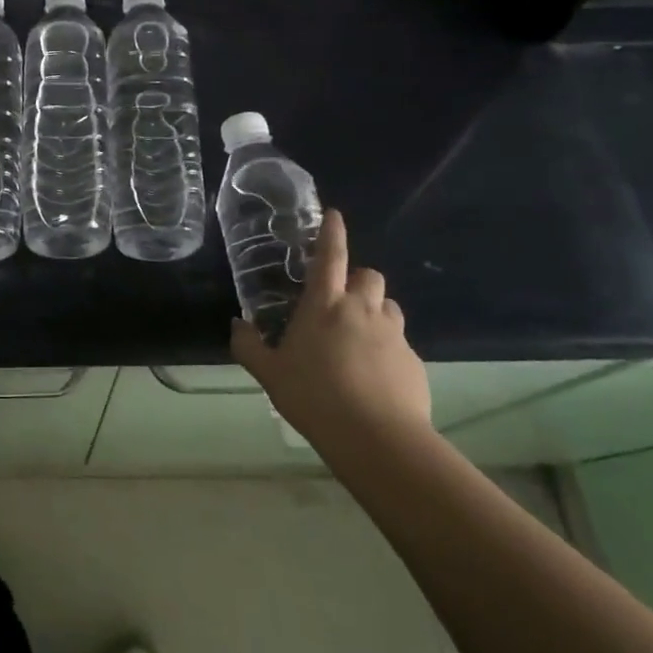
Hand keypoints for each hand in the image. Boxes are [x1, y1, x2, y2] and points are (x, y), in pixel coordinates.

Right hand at [230, 209, 431, 459]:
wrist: (375, 437)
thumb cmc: (313, 396)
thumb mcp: (269, 373)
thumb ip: (249, 345)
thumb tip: (238, 324)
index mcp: (324, 305)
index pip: (329, 257)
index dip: (332, 233)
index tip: (334, 214)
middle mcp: (361, 310)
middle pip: (368, 275)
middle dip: (357, 279)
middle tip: (340, 300)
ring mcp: (392, 335)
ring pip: (388, 306)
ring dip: (374, 311)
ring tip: (357, 337)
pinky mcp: (413, 361)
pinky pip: (399, 342)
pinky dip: (386, 348)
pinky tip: (373, 376)